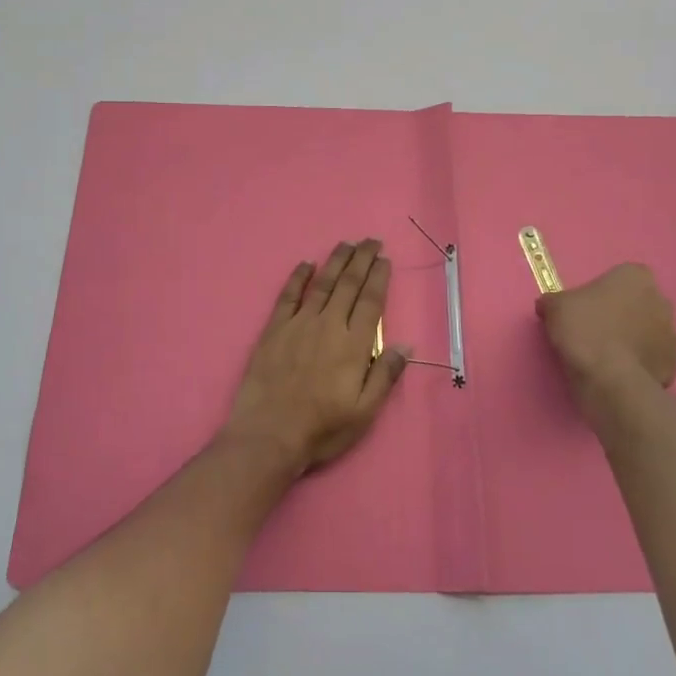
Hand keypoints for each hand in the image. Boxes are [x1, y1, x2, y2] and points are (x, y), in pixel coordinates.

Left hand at [222, 240, 408, 475]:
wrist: (269, 435)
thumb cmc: (322, 429)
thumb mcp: (365, 412)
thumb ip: (386, 375)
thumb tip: (406, 345)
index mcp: (354, 345)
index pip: (371, 301)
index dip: (379, 278)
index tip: (385, 259)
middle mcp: (328, 326)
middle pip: (349, 284)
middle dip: (362, 259)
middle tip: (371, 240)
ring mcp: (299, 324)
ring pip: (322, 284)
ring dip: (335, 261)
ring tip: (346, 244)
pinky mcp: (274, 330)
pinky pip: (288, 296)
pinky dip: (298, 277)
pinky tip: (305, 264)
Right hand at [536, 263, 675, 425]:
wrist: (609, 378)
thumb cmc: (584, 329)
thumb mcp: (554, 307)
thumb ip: (553, 301)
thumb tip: (548, 305)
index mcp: (636, 277)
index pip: (619, 278)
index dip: (601, 293)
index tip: (584, 308)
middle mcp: (661, 300)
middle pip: (637, 303)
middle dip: (621, 314)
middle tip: (594, 330)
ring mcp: (672, 333)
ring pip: (646, 331)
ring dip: (631, 338)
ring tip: (604, 355)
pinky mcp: (672, 364)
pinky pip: (651, 358)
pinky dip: (637, 363)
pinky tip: (617, 372)